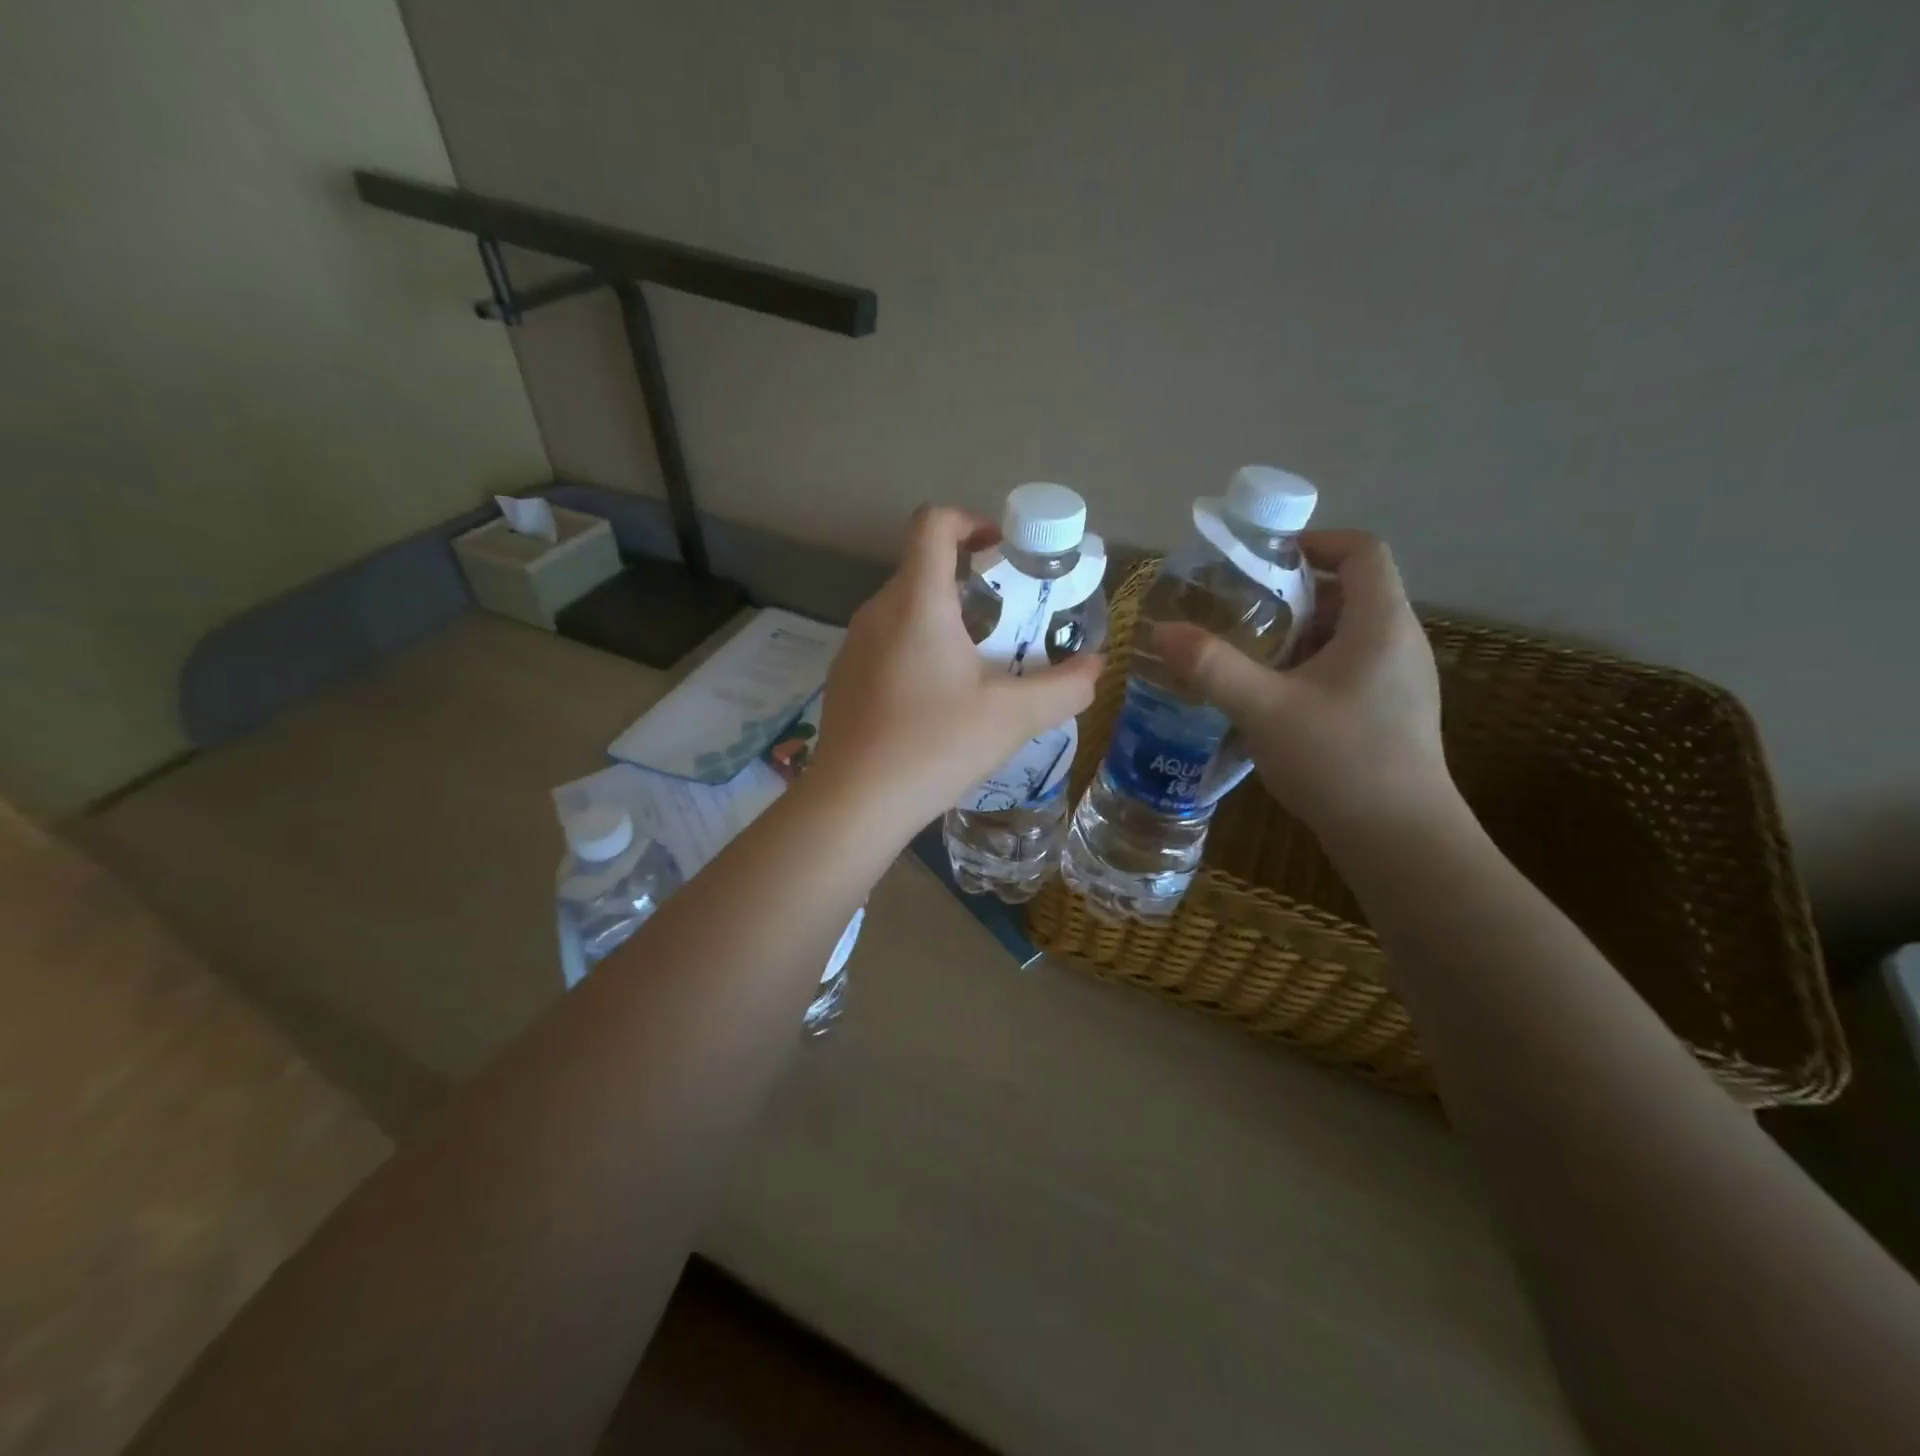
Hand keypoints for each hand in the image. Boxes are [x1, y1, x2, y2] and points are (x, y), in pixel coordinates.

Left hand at [811, 505, 1103, 831]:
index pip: (933, 523)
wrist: (854, 803)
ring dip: (944, 621)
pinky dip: (917, 651)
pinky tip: (936, 703)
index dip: (970, 521)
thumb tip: (1096, 667)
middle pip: (923, 570)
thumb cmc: (935, 745)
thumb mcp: (1013, 717)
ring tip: (978, 667)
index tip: (1002, 553)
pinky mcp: (843, 678)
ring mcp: (853, 646)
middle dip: (970, 584)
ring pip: (904, 611)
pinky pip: (885, 644)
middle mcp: (877, 611)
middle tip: (1008, 622)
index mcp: (917, 602)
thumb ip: (1064, 687)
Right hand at [1153, 530, 1454, 839]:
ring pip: (1349, 633)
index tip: (1264, 558)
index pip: (1362, 551)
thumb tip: (1161, 630)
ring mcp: (1401, 681)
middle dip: (1293, 592)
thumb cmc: (1338, 760)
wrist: (1400, 840)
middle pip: (1351, 591)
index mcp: (1380, 624)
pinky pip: (1351, 666)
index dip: (1315, 541)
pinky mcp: (1393, 713)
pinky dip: (1312, 665)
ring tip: (1250, 651)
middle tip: (1241, 608)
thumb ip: (1212, 666)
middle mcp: (1400, 642)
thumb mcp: (1264, 709)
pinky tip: (1275, 698)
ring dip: (1300, 632)